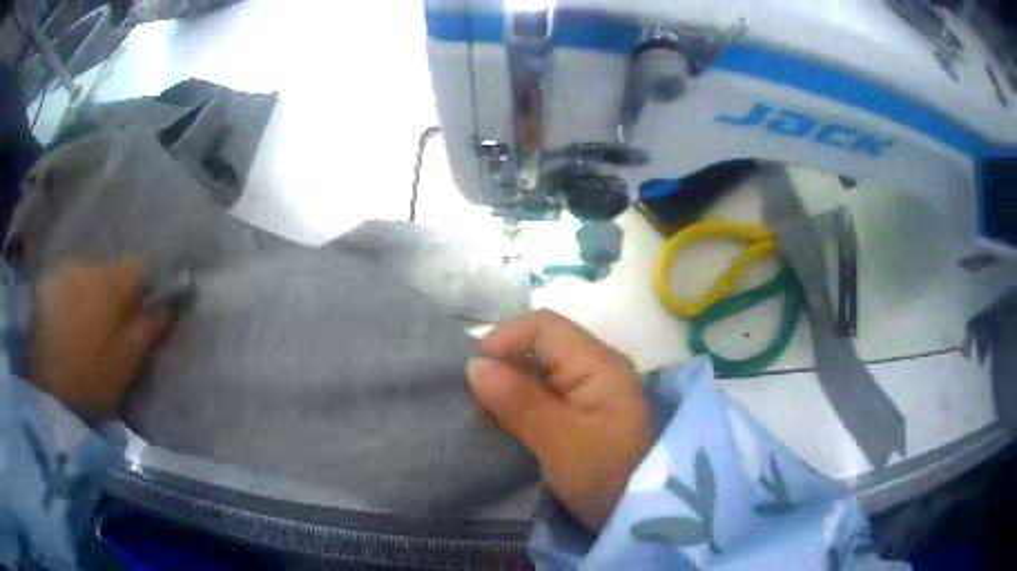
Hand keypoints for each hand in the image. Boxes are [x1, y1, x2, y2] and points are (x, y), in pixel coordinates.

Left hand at [30, 256, 169, 421]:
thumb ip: (146, 332)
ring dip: (90, 302)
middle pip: (113, 276)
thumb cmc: (84, 370)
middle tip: (109, 335)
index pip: (142, 269)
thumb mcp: (123, 363)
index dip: (146, 287)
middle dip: (115, 299)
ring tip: (81, 336)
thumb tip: (168, 307)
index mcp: (116, 284)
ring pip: (89, 283)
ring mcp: (69, 271)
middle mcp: (95, 267)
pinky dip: (70, 304)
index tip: (145, 312)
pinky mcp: (49, 280)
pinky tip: (63, 329)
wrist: (33, 358)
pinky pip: (68, 288)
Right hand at [467, 309, 651, 531]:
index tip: (474, 371)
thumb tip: (474, 365)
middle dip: (504, 366)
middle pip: (541, 348)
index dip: (506, 338)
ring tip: (482, 414)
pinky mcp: (583, 417)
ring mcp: (591, 394)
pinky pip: (545, 398)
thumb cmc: (605, 475)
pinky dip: (520, 407)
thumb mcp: (559, 440)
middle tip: (474, 399)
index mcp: (598, 364)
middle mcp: (596, 370)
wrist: (638, 515)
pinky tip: (502, 425)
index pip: (545, 327)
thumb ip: (518, 400)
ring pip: (539, 374)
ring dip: (509, 390)